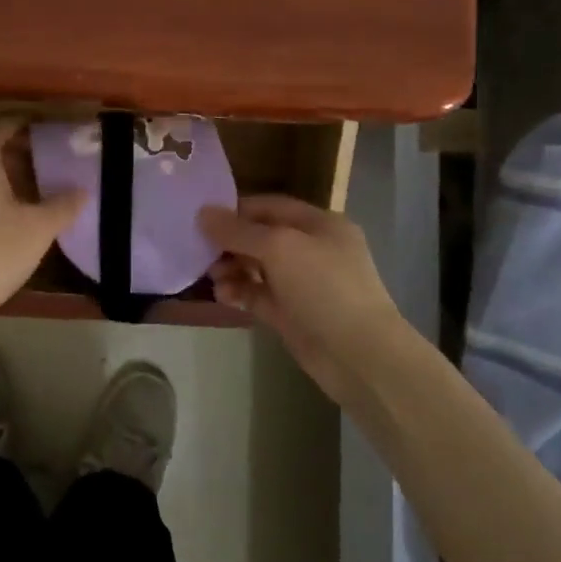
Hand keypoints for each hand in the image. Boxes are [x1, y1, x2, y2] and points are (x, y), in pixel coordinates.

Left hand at [0, 119, 85, 330]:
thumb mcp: (37, 229)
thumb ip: (63, 205)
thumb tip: (83, 189)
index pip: (3, 128)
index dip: (29, 125)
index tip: (56, 129)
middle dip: (25, 155)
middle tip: (59, 161)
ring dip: (13, 181)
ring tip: (47, 191)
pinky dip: (1, 202)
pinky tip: (22, 221)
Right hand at [199, 195, 400, 401]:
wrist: (359, 355)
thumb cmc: (324, 287)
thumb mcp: (279, 248)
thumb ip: (238, 230)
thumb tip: (203, 213)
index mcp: (320, 224)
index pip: (270, 206)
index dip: (236, 210)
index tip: (202, 219)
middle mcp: (312, 249)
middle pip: (261, 237)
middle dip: (230, 243)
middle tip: (201, 252)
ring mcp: (303, 284)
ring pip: (257, 268)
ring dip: (232, 269)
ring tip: (213, 278)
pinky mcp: (292, 314)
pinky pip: (258, 295)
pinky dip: (240, 293)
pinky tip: (223, 296)